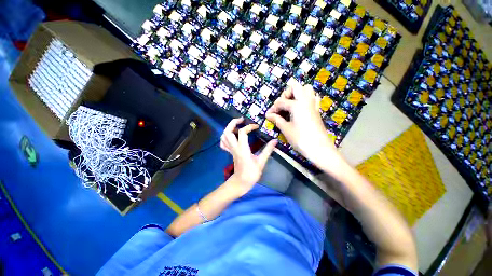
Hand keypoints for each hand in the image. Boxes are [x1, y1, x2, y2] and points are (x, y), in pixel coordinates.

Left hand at [220, 117, 276, 193]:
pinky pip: (223, 143)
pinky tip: (232, 136)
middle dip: (233, 123)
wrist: (241, 183)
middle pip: (227, 132)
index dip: (249, 127)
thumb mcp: (261, 162)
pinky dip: (226, 137)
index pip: (242, 132)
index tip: (257, 126)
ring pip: (223, 136)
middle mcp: (234, 148)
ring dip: (229, 128)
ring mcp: (230, 150)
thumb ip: (268, 150)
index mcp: (242, 149)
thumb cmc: (251, 174)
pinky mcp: (230, 152)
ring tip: (237, 125)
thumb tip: (275, 140)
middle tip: (242, 119)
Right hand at [266, 83, 338, 165]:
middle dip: (286, 94)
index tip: (268, 115)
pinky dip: (305, 98)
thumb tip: (268, 115)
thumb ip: (277, 120)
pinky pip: (312, 97)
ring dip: (297, 94)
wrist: (320, 149)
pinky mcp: (317, 110)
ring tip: (290, 105)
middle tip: (281, 105)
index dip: (273, 108)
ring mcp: (313, 105)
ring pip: (306, 89)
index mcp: (297, 105)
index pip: (281, 102)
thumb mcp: (286, 129)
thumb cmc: (300, 139)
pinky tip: (299, 108)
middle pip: (296, 87)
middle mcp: (306, 101)